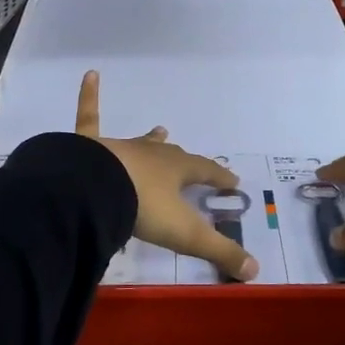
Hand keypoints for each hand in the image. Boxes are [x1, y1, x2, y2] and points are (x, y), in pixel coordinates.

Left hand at [75, 71, 258, 280]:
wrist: (95, 189)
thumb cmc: (144, 208)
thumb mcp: (186, 235)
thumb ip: (219, 251)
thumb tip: (255, 271)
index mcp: (176, 172)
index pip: (205, 173)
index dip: (219, 178)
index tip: (233, 182)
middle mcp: (152, 155)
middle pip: (173, 156)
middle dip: (185, 161)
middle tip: (191, 162)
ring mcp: (121, 147)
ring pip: (140, 141)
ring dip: (151, 139)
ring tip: (159, 130)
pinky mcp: (90, 145)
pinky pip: (89, 116)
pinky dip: (89, 96)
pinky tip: (90, 74)